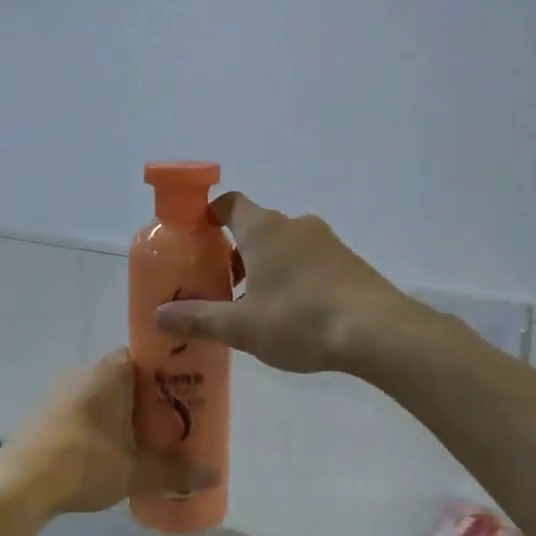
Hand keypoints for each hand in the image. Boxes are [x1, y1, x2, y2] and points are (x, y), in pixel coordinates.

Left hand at [0, 350, 211, 520]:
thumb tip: (215, 476)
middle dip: (146, 400)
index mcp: (110, 373)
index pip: (143, 356)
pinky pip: (80, 412)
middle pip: (124, 378)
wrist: (20, 484)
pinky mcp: (43, 415)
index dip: (165, 373)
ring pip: (100, 397)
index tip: (183, 395)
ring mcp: (59, 393)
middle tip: (169, 426)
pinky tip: (105, 455)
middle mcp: (84, 373)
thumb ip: (176, 472)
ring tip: (141, 444)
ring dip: (119, 415)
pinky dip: (96, 427)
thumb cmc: (84, 463)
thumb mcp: (136, 472)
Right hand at [154, 193, 407, 375]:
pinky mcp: (348, 262)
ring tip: (254, 306)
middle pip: (255, 227)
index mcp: (263, 230)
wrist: (378, 332)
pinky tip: (292, 314)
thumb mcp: (241, 327)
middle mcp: (294, 225)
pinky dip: (292, 276)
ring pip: (283, 245)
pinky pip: (308, 260)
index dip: (209, 215)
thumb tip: (157, 315)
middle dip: (234, 252)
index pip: (230, 203)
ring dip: (264, 266)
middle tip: (220, 286)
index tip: (196, 238)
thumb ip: (197, 318)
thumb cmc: (299, 320)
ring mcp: (326, 242)